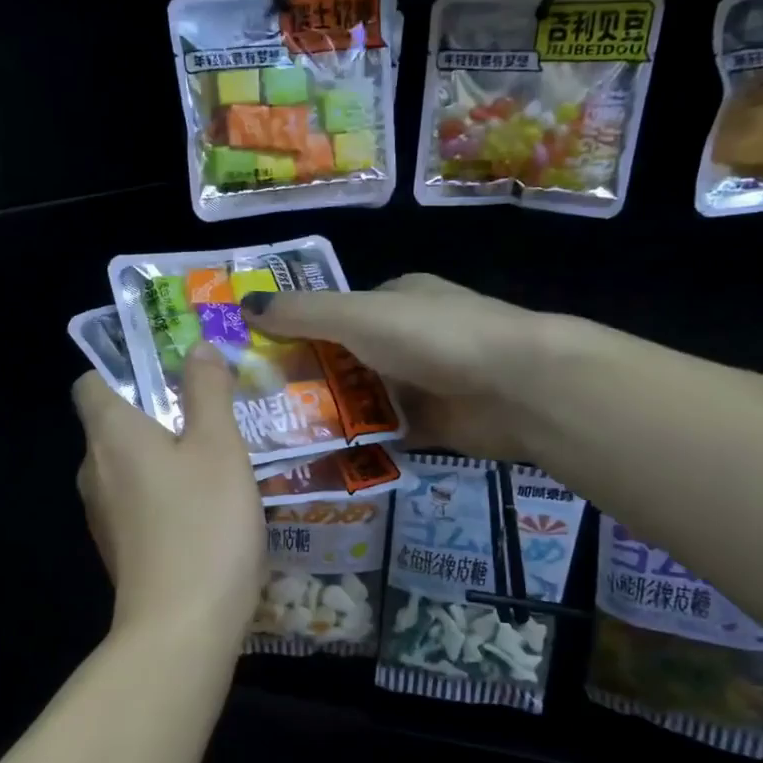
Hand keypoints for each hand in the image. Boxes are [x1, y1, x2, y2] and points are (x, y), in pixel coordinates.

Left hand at [73, 342, 264, 644]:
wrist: (183, 627)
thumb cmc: (203, 523)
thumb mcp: (220, 446)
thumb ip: (207, 391)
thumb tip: (196, 347)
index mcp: (110, 434)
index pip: (90, 383)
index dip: (123, 369)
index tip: (169, 372)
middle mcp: (93, 470)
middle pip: (113, 424)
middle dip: (155, 413)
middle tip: (210, 413)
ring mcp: (102, 515)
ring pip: (127, 467)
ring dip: (163, 456)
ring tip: (216, 459)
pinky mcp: (119, 549)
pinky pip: (137, 503)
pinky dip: (163, 495)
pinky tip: (206, 509)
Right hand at [241, 274, 542, 459]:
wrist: (517, 387)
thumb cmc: (433, 338)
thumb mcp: (357, 315)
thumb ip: (302, 313)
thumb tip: (245, 305)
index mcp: (393, 300)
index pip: (334, 315)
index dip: (295, 334)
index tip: (255, 362)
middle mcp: (407, 338)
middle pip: (344, 361)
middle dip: (307, 383)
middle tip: (258, 412)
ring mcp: (423, 383)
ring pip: (363, 401)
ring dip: (330, 418)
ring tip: (278, 443)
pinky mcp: (434, 425)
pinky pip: (385, 435)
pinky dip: (359, 446)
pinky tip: (321, 462)